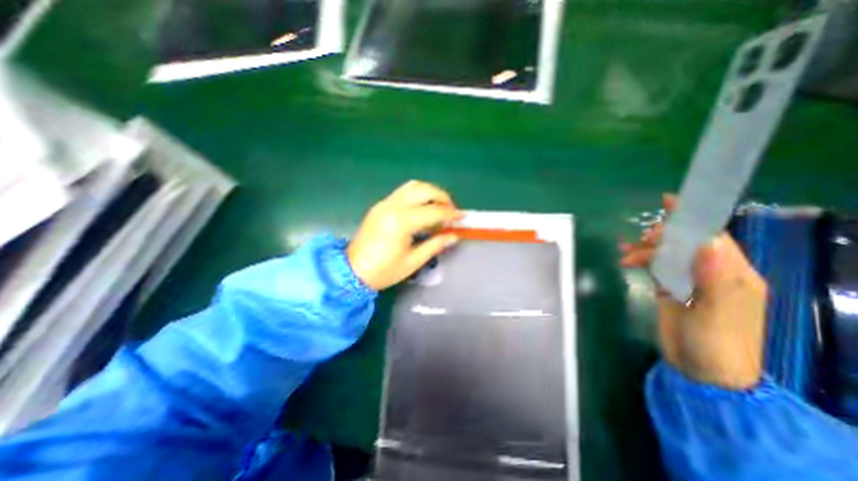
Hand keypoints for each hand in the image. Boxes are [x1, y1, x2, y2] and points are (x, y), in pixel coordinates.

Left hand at [345, 181, 462, 291]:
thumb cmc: (384, 271)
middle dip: (442, 197)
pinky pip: (403, 192)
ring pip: (413, 186)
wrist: (352, 271)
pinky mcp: (380, 205)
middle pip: (424, 190)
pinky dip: (418, 195)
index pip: (434, 211)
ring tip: (439, 207)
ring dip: (430, 193)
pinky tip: (423, 209)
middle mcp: (393, 206)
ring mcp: (385, 203)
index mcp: (402, 222)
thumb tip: (455, 236)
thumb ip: (435, 245)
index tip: (462, 218)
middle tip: (451, 212)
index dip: (451, 214)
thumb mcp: (413, 261)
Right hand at [622, 194, 767, 388]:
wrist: (701, 371)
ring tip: (626, 256)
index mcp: (732, 274)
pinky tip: (627, 260)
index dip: (692, 219)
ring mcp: (690, 281)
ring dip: (646, 250)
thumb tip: (708, 243)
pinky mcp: (672, 289)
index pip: (712, 237)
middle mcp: (712, 273)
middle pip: (685, 243)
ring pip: (667, 254)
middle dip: (661, 237)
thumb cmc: (714, 343)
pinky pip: (657, 266)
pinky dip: (643, 260)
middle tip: (640, 241)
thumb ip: (714, 278)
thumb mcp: (717, 312)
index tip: (670, 202)